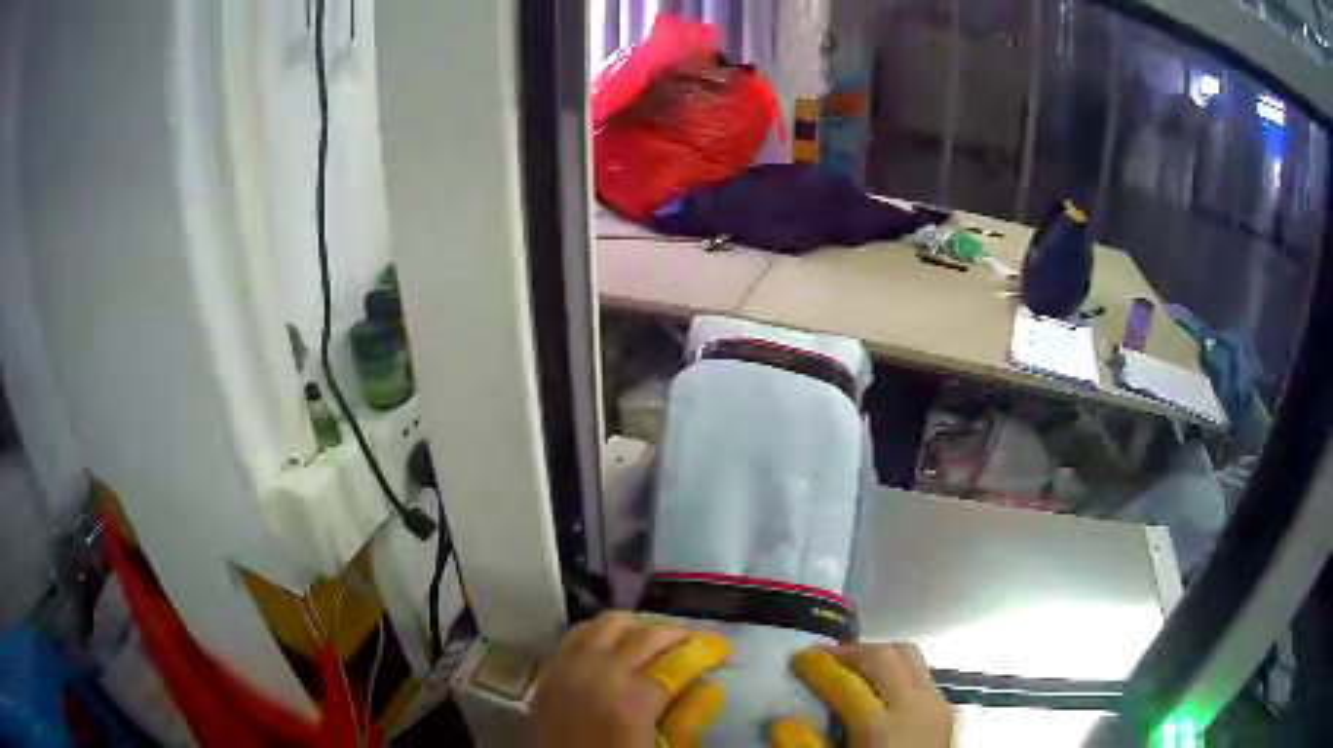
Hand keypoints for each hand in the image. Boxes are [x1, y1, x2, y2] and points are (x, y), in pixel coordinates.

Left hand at [533, 611, 731, 747]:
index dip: (706, 651)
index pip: (678, 662)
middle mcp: (599, 674)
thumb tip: (706, 685)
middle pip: (645, 634)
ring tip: (654, 640)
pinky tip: (613, 645)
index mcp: (632, 702)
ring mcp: (570, 668)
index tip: (723, 649)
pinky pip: (577, 633)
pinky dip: (601, 632)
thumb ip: (686, 718)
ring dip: (637, 626)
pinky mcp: (550, 670)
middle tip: (694, 642)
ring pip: (608, 622)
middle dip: (677, 634)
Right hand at [771, 643, 952, 747]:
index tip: (798, 658)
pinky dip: (897, 669)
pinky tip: (880, 687)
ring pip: (908, 656)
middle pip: (883, 657)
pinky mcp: (946, 707)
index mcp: (879, 727)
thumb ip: (806, 746)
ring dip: (876, 656)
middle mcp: (914, 705)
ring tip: (850, 667)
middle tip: (822, 658)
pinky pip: (920, 673)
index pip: (845, 682)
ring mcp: (935, 703)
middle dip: (849, 652)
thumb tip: (781, 720)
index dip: (819, 667)